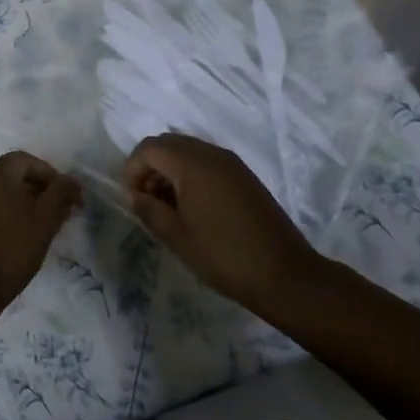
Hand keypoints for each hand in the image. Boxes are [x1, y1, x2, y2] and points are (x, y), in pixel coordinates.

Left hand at [0, 151, 81, 309]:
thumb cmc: (11, 248)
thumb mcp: (45, 220)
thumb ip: (61, 194)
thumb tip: (71, 181)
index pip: (26, 160)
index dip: (51, 175)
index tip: (67, 198)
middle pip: (12, 175)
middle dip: (38, 190)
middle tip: (57, 214)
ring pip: (0, 193)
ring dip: (23, 204)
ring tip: (41, 228)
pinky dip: (5, 215)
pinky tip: (17, 238)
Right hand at [122, 134, 328, 320]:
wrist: (286, 276)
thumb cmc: (224, 256)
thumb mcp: (177, 237)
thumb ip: (148, 210)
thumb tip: (133, 195)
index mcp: (192, 164)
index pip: (149, 148)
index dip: (132, 169)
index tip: (133, 199)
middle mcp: (212, 153)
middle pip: (168, 143)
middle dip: (150, 166)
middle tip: (147, 200)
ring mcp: (231, 163)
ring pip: (188, 151)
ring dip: (170, 170)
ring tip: (169, 207)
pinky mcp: (244, 176)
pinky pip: (207, 162)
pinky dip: (191, 174)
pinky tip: (193, 207)